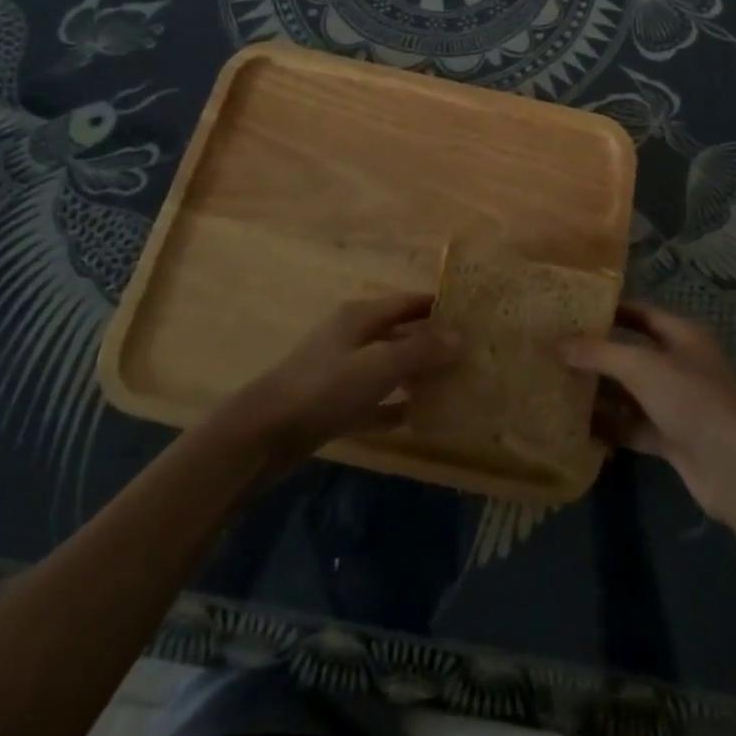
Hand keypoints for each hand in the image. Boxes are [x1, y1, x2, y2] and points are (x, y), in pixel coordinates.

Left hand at [220, 293, 460, 463]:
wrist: (264, 433)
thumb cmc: (325, 387)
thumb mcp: (379, 365)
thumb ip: (420, 350)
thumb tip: (461, 338)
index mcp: (361, 317)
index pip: (407, 302)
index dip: (437, 305)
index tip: (471, 313)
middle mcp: (352, 337)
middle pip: (399, 333)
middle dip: (431, 341)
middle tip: (469, 353)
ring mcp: (340, 371)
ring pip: (388, 367)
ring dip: (416, 374)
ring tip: (452, 384)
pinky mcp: (333, 405)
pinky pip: (373, 400)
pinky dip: (394, 405)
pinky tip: (417, 418)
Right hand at [561, 302, 735, 525]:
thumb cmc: (693, 400)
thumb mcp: (642, 367)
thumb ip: (599, 353)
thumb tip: (557, 342)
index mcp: (682, 335)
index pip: (640, 313)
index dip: (608, 310)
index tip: (571, 310)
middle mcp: (680, 364)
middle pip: (632, 353)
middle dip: (597, 353)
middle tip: (554, 350)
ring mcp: (677, 404)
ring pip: (631, 392)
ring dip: (600, 391)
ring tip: (556, 385)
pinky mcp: (672, 439)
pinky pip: (634, 427)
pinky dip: (610, 426)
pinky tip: (576, 426)